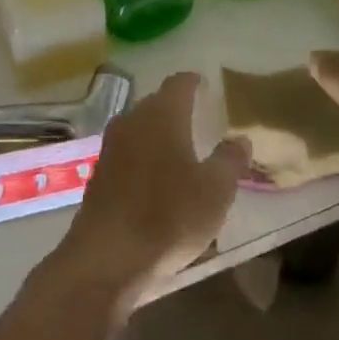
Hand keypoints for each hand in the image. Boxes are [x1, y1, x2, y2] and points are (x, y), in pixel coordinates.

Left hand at [53, 73, 248, 313]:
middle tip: (198, 118)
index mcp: (162, 114)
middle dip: (176, 108)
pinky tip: (156, 179)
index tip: (205, 85)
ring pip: (139, 129)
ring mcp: (111, 147)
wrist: (107, 257)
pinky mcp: (99, 176)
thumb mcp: (215, 190)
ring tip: (179, 149)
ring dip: (158, 134)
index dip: (194, 82)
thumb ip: (230, 160)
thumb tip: (239, 139)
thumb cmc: (169, 215)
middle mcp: (132, 121)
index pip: (179, 83)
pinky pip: (128, 154)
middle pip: (156, 103)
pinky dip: (144, 157)